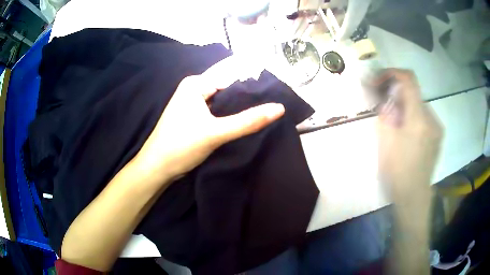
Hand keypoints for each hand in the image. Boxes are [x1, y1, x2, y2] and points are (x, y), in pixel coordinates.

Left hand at [134, 57, 284, 184]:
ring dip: (239, 108)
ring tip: (264, 114)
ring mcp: (193, 103)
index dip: (253, 87)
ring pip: (223, 102)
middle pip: (227, 90)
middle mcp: (194, 89)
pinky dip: (229, 116)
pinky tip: (244, 122)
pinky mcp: (194, 117)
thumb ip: (247, 121)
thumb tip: (280, 108)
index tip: (275, 95)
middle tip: (273, 107)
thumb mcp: (215, 133)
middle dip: (247, 98)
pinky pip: (217, 112)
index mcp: (195, 84)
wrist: (157, 168)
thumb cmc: (181, 146)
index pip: (231, 78)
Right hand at [377, 69, 442, 201]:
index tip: (379, 80)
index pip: (409, 80)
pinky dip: (413, 117)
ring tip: (396, 125)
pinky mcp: (438, 136)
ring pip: (419, 106)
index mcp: (418, 119)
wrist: (414, 197)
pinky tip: (407, 135)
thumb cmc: (398, 173)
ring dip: (405, 108)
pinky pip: (424, 117)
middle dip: (396, 95)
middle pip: (413, 94)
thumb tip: (384, 98)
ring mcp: (437, 128)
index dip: (392, 73)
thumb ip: (385, 114)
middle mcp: (431, 118)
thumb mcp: (385, 143)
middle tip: (384, 107)